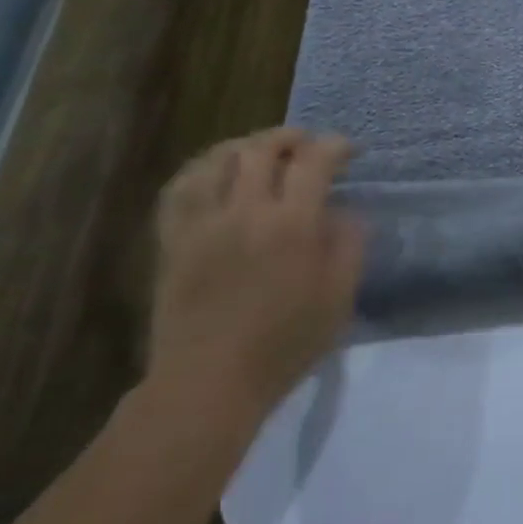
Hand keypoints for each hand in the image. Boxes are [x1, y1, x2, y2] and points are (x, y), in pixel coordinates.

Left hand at [147, 129, 365, 423]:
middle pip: (263, 149)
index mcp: (292, 224)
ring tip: (262, 152)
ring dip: (245, 146)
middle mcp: (246, 212)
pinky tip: (214, 173)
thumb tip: (343, 212)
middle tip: (307, 145)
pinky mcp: (173, 241)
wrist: (207, 385)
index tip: (349, 151)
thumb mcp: (338, 298)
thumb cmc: (284, 345)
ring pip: (218, 160)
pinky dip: (200, 169)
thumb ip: (349, 245)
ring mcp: (203, 224)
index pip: (314, 161)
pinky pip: (179, 188)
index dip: (335, 146)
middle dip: (290, 137)